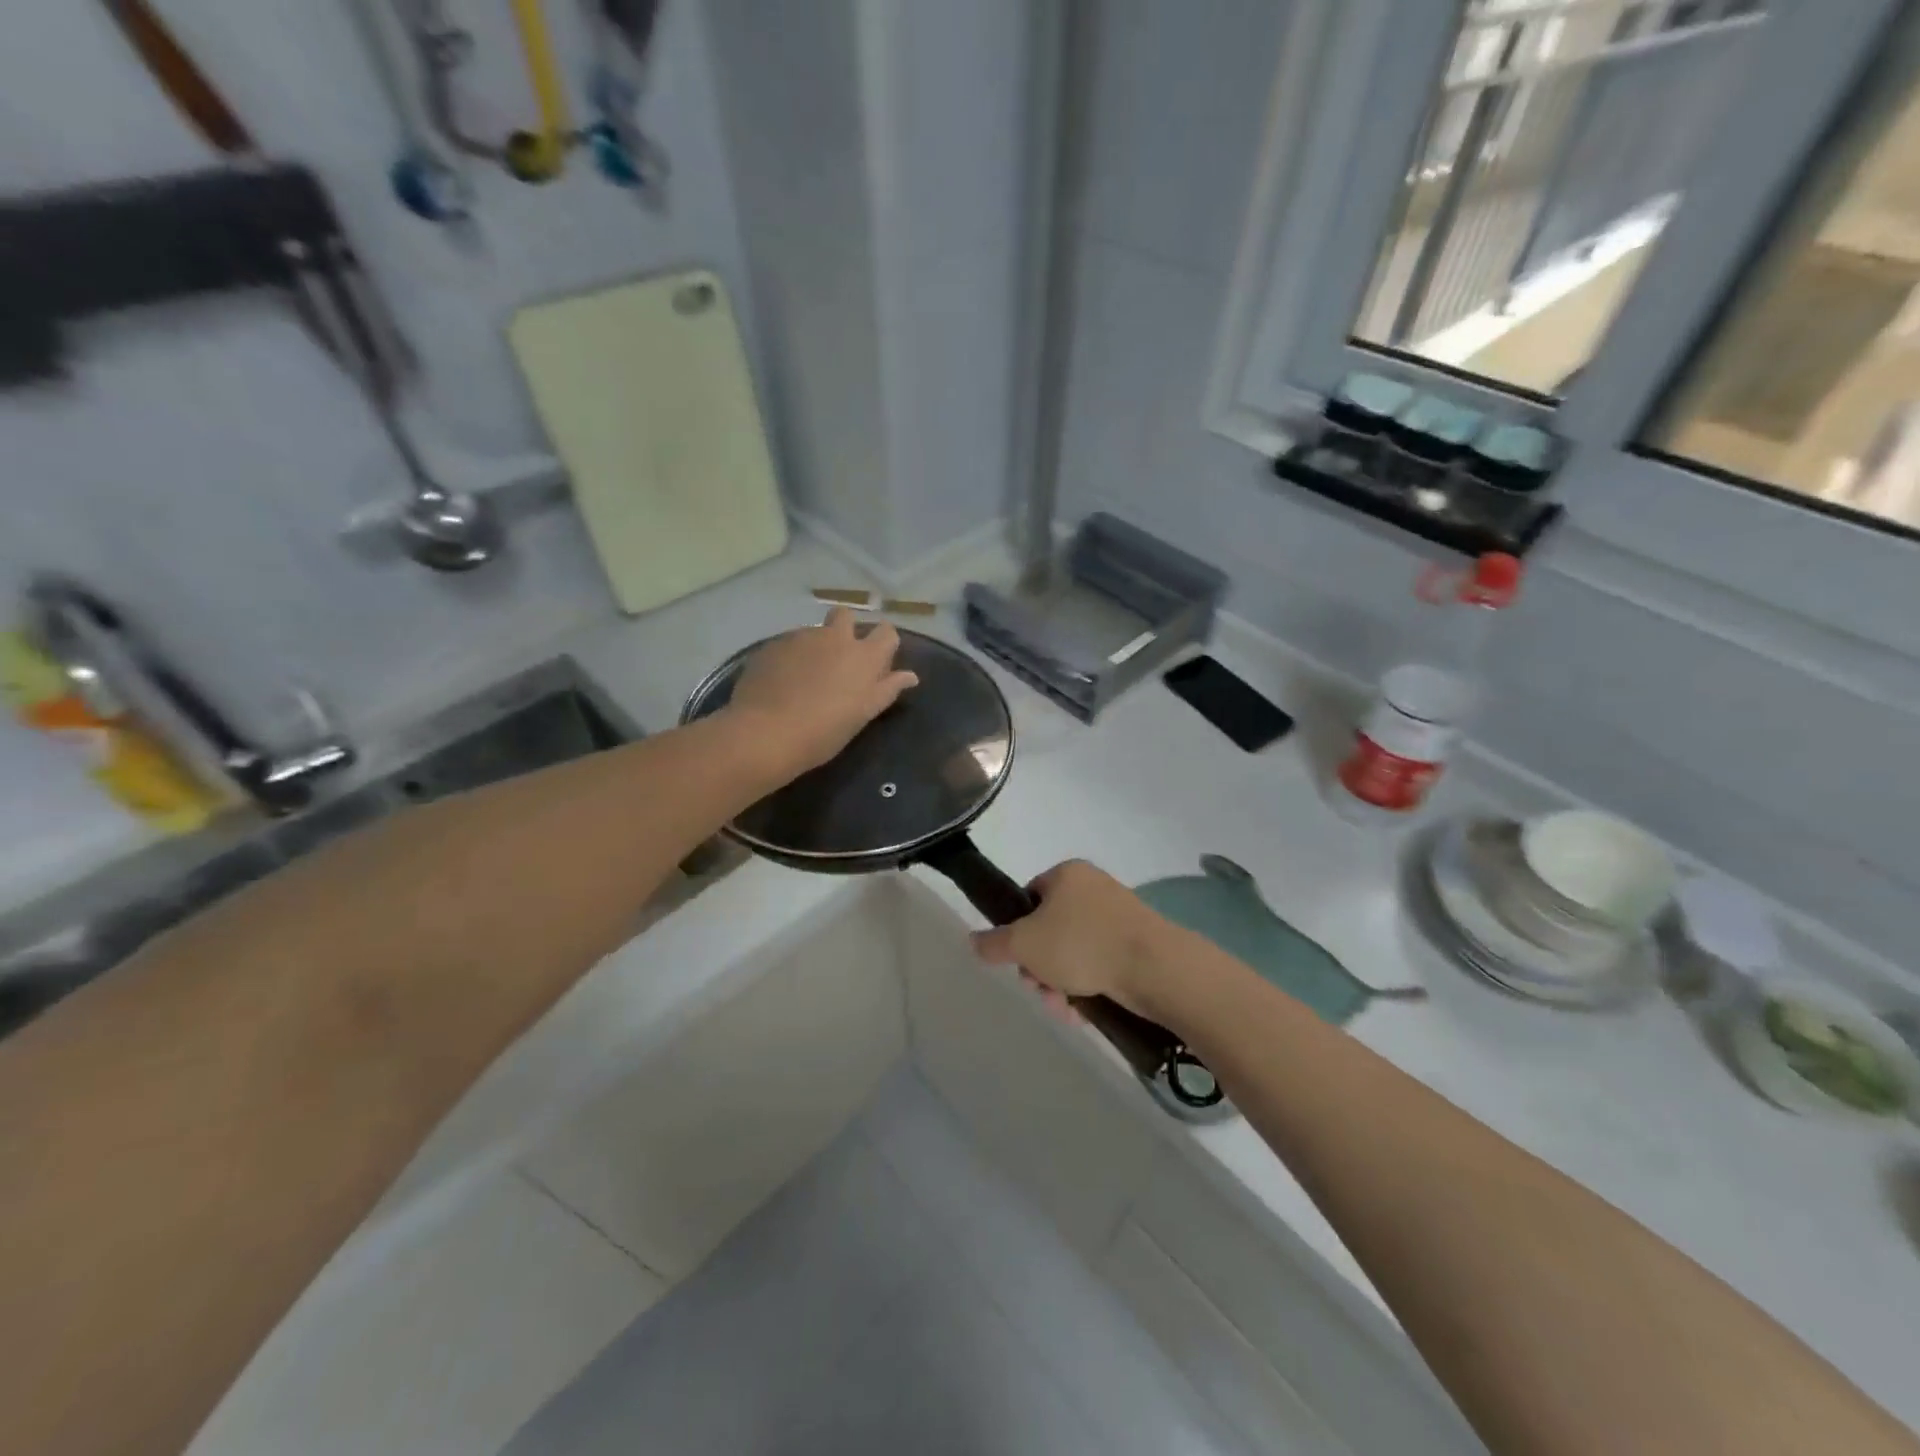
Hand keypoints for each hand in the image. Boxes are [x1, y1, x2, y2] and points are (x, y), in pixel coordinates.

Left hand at [726, 607, 919, 776]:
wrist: (766, 732)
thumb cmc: (824, 731)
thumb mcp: (863, 715)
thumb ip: (887, 690)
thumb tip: (911, 676)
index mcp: (864, 656)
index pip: (886, 632)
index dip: (884, 643)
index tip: (877, 662)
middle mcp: (835, 637)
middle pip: (846, 615)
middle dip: (846, 628)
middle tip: (840, 660)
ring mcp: (800, 638)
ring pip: (815, 631)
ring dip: (816, 646)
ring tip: (806, 677)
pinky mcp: (772, 646)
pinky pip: (788, 644)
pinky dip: (791, 657)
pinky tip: (782, 682)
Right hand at [970, 860, 1183, 1019]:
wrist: (1155, 968)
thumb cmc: (1081, 944)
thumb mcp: (1024, 944)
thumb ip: (993, 943)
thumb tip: (973, 940)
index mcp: (1067, 874)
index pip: (1029, 898)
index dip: (1018, 932)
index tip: (1019, 961)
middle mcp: (1093, 888)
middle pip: (1050, 930)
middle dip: (1040, 967)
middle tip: (1041, 990)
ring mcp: (1119, 916)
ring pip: (1074, 953)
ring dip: (1061, 983)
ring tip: (1065, 1009)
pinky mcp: (1138, 944)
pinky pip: (1100, 964)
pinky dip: (1088, 986)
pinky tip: (1084, 1012)